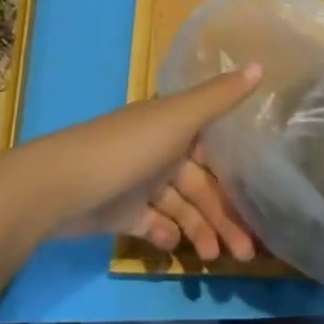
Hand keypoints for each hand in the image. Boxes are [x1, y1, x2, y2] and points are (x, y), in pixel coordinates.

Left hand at [18, 66, 262, 248]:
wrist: (61, 186)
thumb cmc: (128, 148)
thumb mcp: (179, 118)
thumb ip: (220, 96)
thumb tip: (262, 64)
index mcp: (173, 123)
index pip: (214, 145)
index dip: (238, 169)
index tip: (263, 194)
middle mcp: (160, 148)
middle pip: (201, 183)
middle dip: (224, 214)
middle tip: (247, 250)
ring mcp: (139, 180)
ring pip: (181, 206)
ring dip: (201, 229)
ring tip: (217, 259)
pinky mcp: (122, 210)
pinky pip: (153, 223)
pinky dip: (167, 234)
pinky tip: (176, 247)